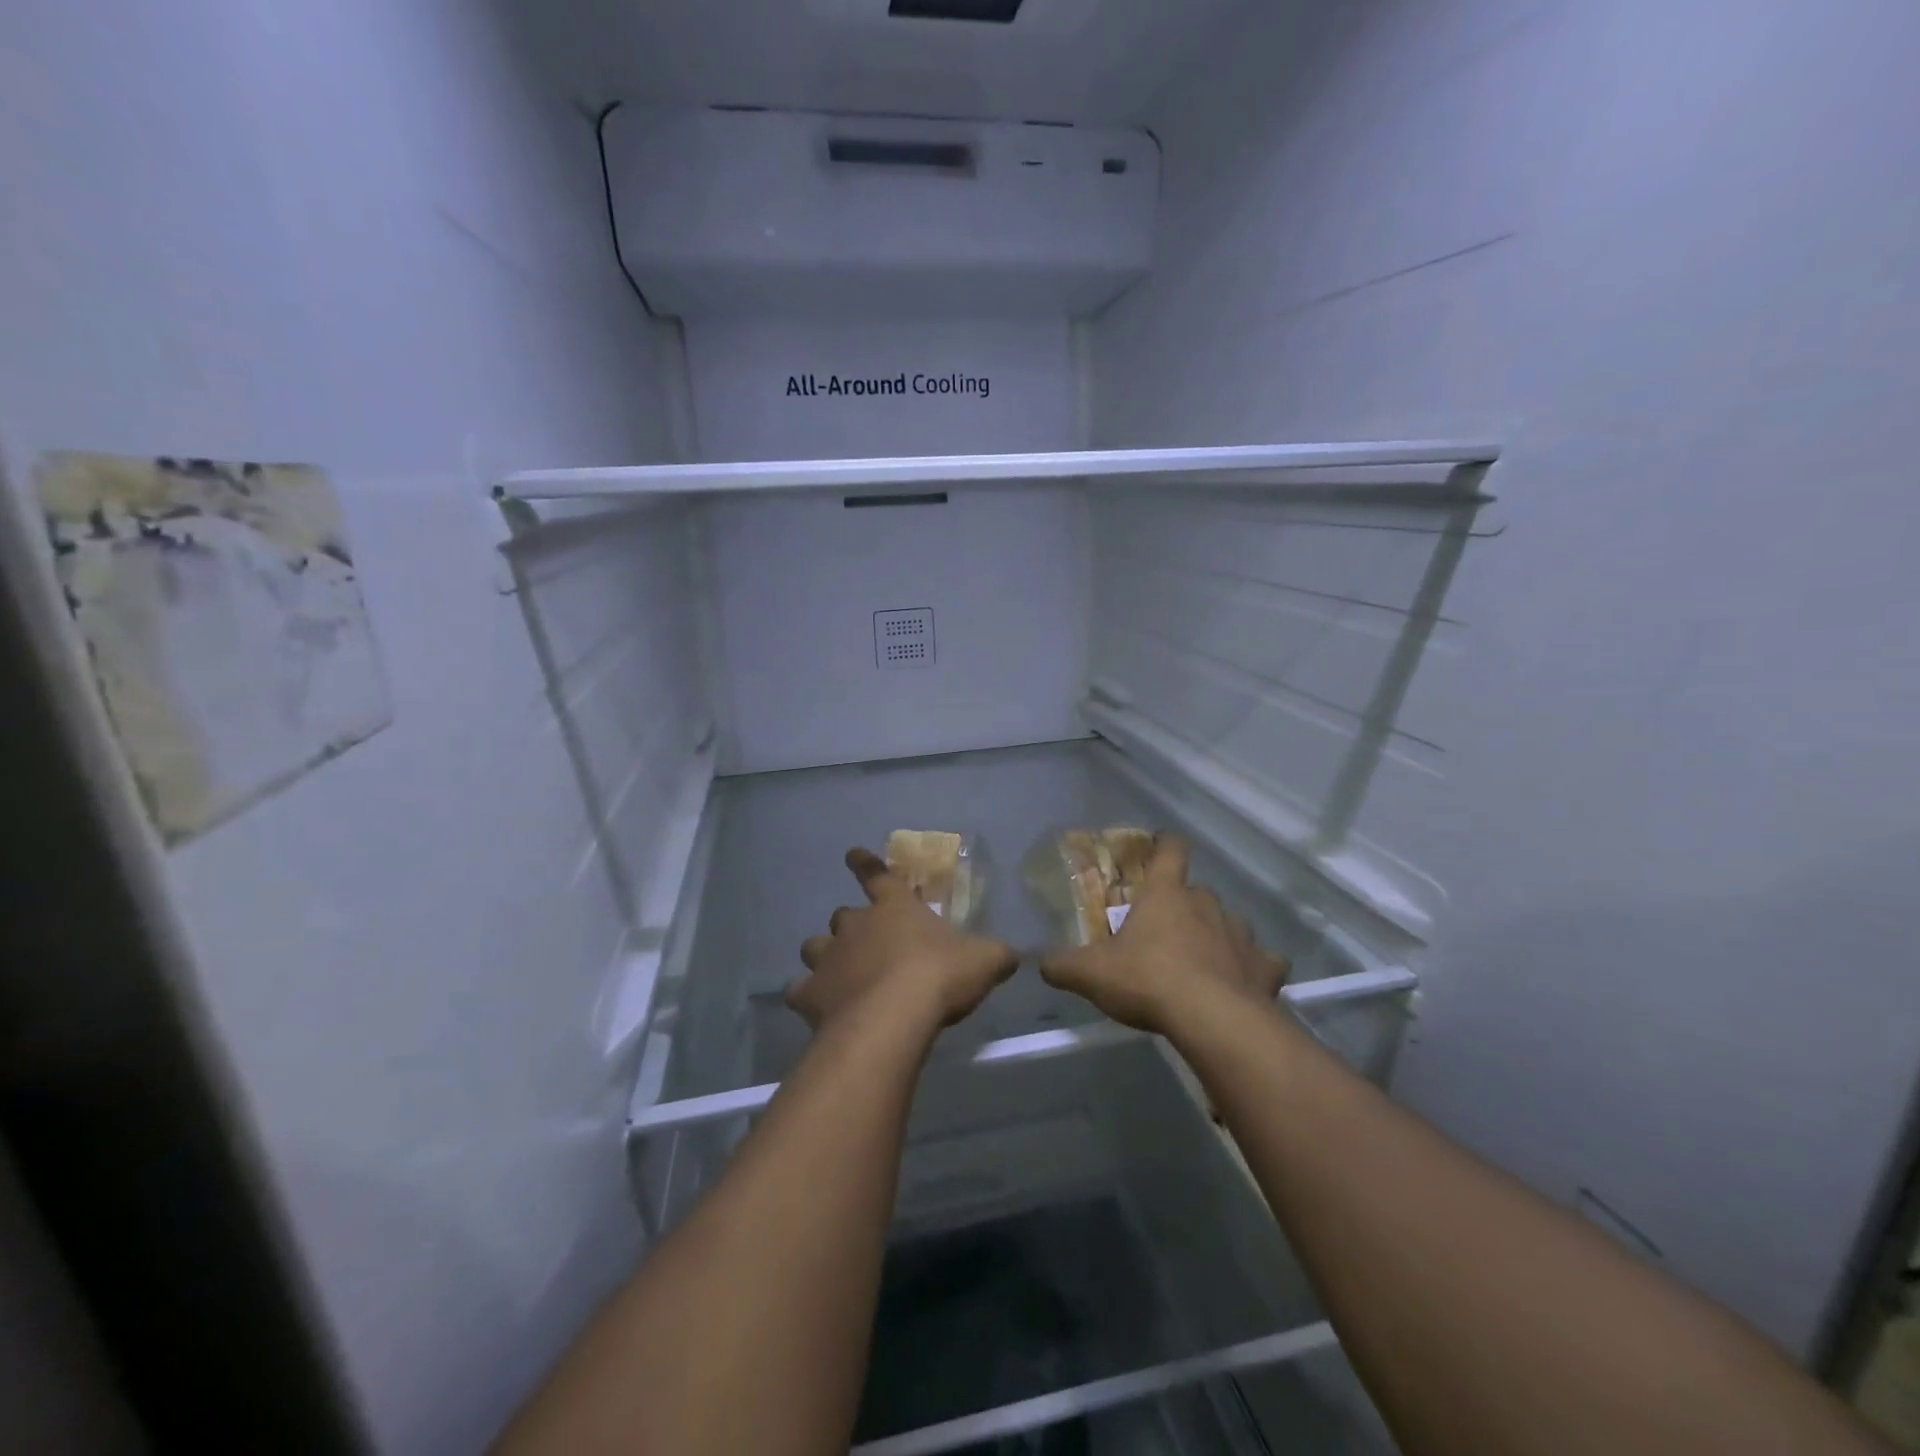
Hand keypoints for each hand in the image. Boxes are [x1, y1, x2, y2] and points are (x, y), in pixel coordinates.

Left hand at [790, 848, 1020, 1034]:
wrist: (893, 1019)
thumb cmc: (939, 977)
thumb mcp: (984, 961)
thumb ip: (996, 954)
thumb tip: (1013, 954)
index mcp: (894, 907)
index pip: (877, 874)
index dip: (864, 863)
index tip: (852, 854)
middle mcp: (855, 925)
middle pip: (843, 916)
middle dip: (851, 926)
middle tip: (865, 943)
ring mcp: (828, 959)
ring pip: (814, 948)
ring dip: (825, 957)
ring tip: (837, 974)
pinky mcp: (810, 994)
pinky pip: (800, 991)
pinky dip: (807, 997)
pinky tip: (818, 1009)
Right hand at [1039, 836, 1288, 1035]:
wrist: (1213, 1020)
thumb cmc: (1148, 981)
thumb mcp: (1091, 973)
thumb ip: (1062, 964)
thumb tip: (1040, 962)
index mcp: (1166, 895)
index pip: (1171, 850)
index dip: (1165, 845)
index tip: (1159, 846)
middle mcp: (1207, 903)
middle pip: (1196, 892)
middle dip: (1182, 907)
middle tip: (1163, 933)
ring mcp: (1241, 934)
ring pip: (1228, 923)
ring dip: (1216, 936)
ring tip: (1200, 963)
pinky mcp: (1265, 967)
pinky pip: (1262, 961)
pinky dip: (1252, 968)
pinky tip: (1242, 985)